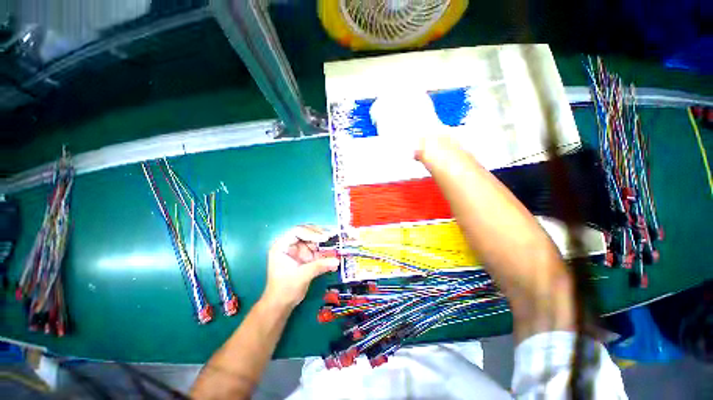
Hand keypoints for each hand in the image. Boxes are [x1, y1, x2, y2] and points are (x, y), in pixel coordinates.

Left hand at [263, 225, 339, 308]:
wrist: (281, 304)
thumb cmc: (284, 289)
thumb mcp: (302, 276)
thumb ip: (319, 266)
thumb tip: (337, 261)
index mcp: (282, 246)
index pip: (296, 232)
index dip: (311, 232)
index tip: (324, 238)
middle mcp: (290, 245)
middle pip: (306, 233)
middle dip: (319, 234)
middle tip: (332, 237)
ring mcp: (298, 250)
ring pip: (313, 240)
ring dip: (324, 242)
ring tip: (335, 242)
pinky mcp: (305, 256)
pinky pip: (316, 250)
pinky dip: (324, 251)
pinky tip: (332, 254)